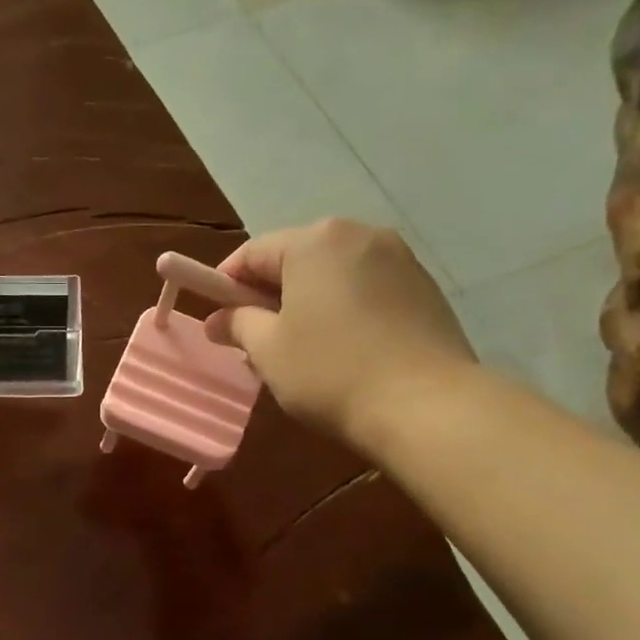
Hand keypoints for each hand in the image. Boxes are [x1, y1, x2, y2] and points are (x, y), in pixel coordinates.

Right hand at [203, 218, 475, 447]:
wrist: (424, 405)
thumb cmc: (330, 372)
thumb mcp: (268, 350)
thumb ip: (237, 324)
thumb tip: (217, 319)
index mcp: (315, 241)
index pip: (253, 253)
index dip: (226, 284)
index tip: (215, 318)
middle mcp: (359, 234)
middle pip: (296, 259)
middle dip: (269, 295)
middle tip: (254, 340)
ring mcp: (398, 259)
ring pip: (333, 276)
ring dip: (307, 304)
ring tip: (298, 350)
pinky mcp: (424, 288)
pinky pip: (366, 290)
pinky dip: (343, 311)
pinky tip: (341, 351)